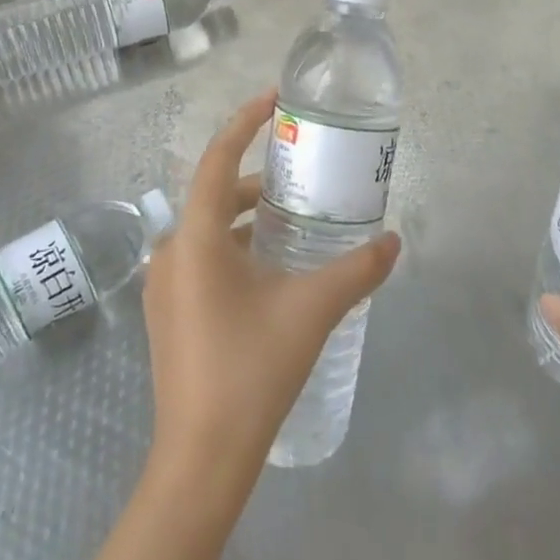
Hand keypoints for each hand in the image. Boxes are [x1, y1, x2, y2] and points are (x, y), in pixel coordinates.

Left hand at [142, 89, 400, 495]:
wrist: (201, 460)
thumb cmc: (252, 372)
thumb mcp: (312, 311)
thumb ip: (357, 270)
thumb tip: (394, 241)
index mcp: (195, 240)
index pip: (216, 159)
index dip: (244, 122)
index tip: (274, 98)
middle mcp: (170, 253)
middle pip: (213, 193)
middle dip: (256, 178)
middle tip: (300, 173)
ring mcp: (164, 286)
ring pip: (208, 228)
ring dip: (246, 216)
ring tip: (293, 218)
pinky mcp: (169, 313)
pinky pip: (202, 257)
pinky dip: (235, 246)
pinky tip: (271, 268)